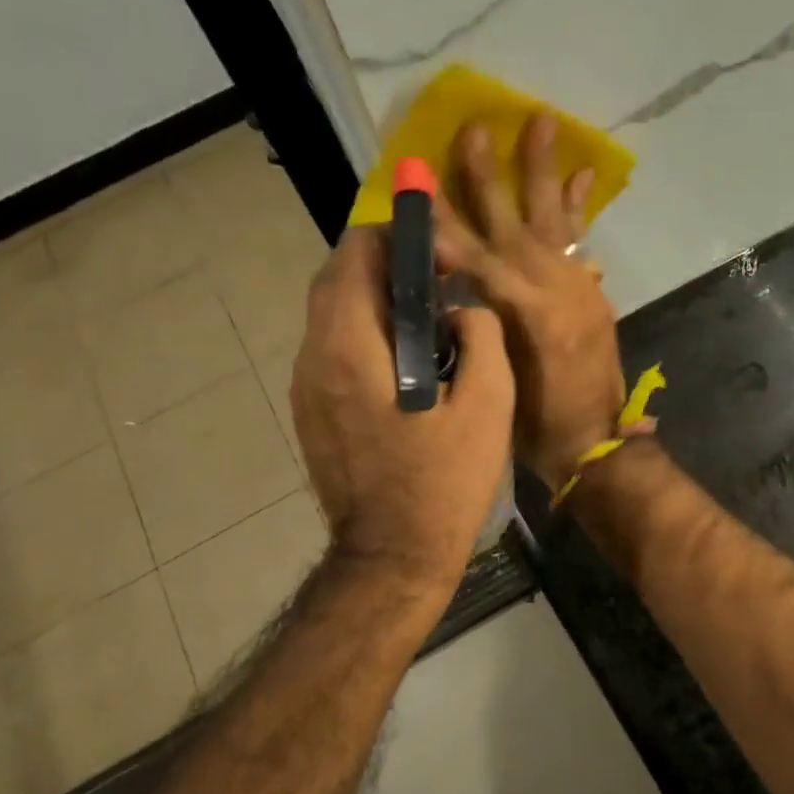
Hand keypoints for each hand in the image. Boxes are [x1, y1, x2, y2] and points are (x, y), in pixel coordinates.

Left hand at [291, 228, 514, 594]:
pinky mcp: (311, 411)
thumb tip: (463, 309)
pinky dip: (366, 333)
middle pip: (337, 278)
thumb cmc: (444, 483)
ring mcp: (305, 387)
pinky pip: (333, 347)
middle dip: (387, 265)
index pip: (355, 254)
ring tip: (429, 319)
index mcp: (350, 348)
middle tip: (439, 282)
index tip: (440, 256)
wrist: (393, 557)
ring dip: (376, 300)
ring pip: (332, 313)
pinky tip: (407, 361)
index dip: (397, 236)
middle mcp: (313, 357)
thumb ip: (481, 336)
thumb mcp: (487, 406)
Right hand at [434, 114, 644, 492]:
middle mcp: (550, 287)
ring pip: (552, 219)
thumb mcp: (495, 377)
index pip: (471, 254)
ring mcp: (577, 286)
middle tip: (475, 128)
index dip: (443, 219)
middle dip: (488, 176)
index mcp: (522, 312)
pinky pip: (581, 241)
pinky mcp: (592, 293)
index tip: (421, 180)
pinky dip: (578, 208)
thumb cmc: (534, 423)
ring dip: (543, 170)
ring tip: (543, 122)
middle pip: (511, 221)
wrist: (595, 441)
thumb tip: (458, 282)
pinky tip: (580, 174)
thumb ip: (478, 324)